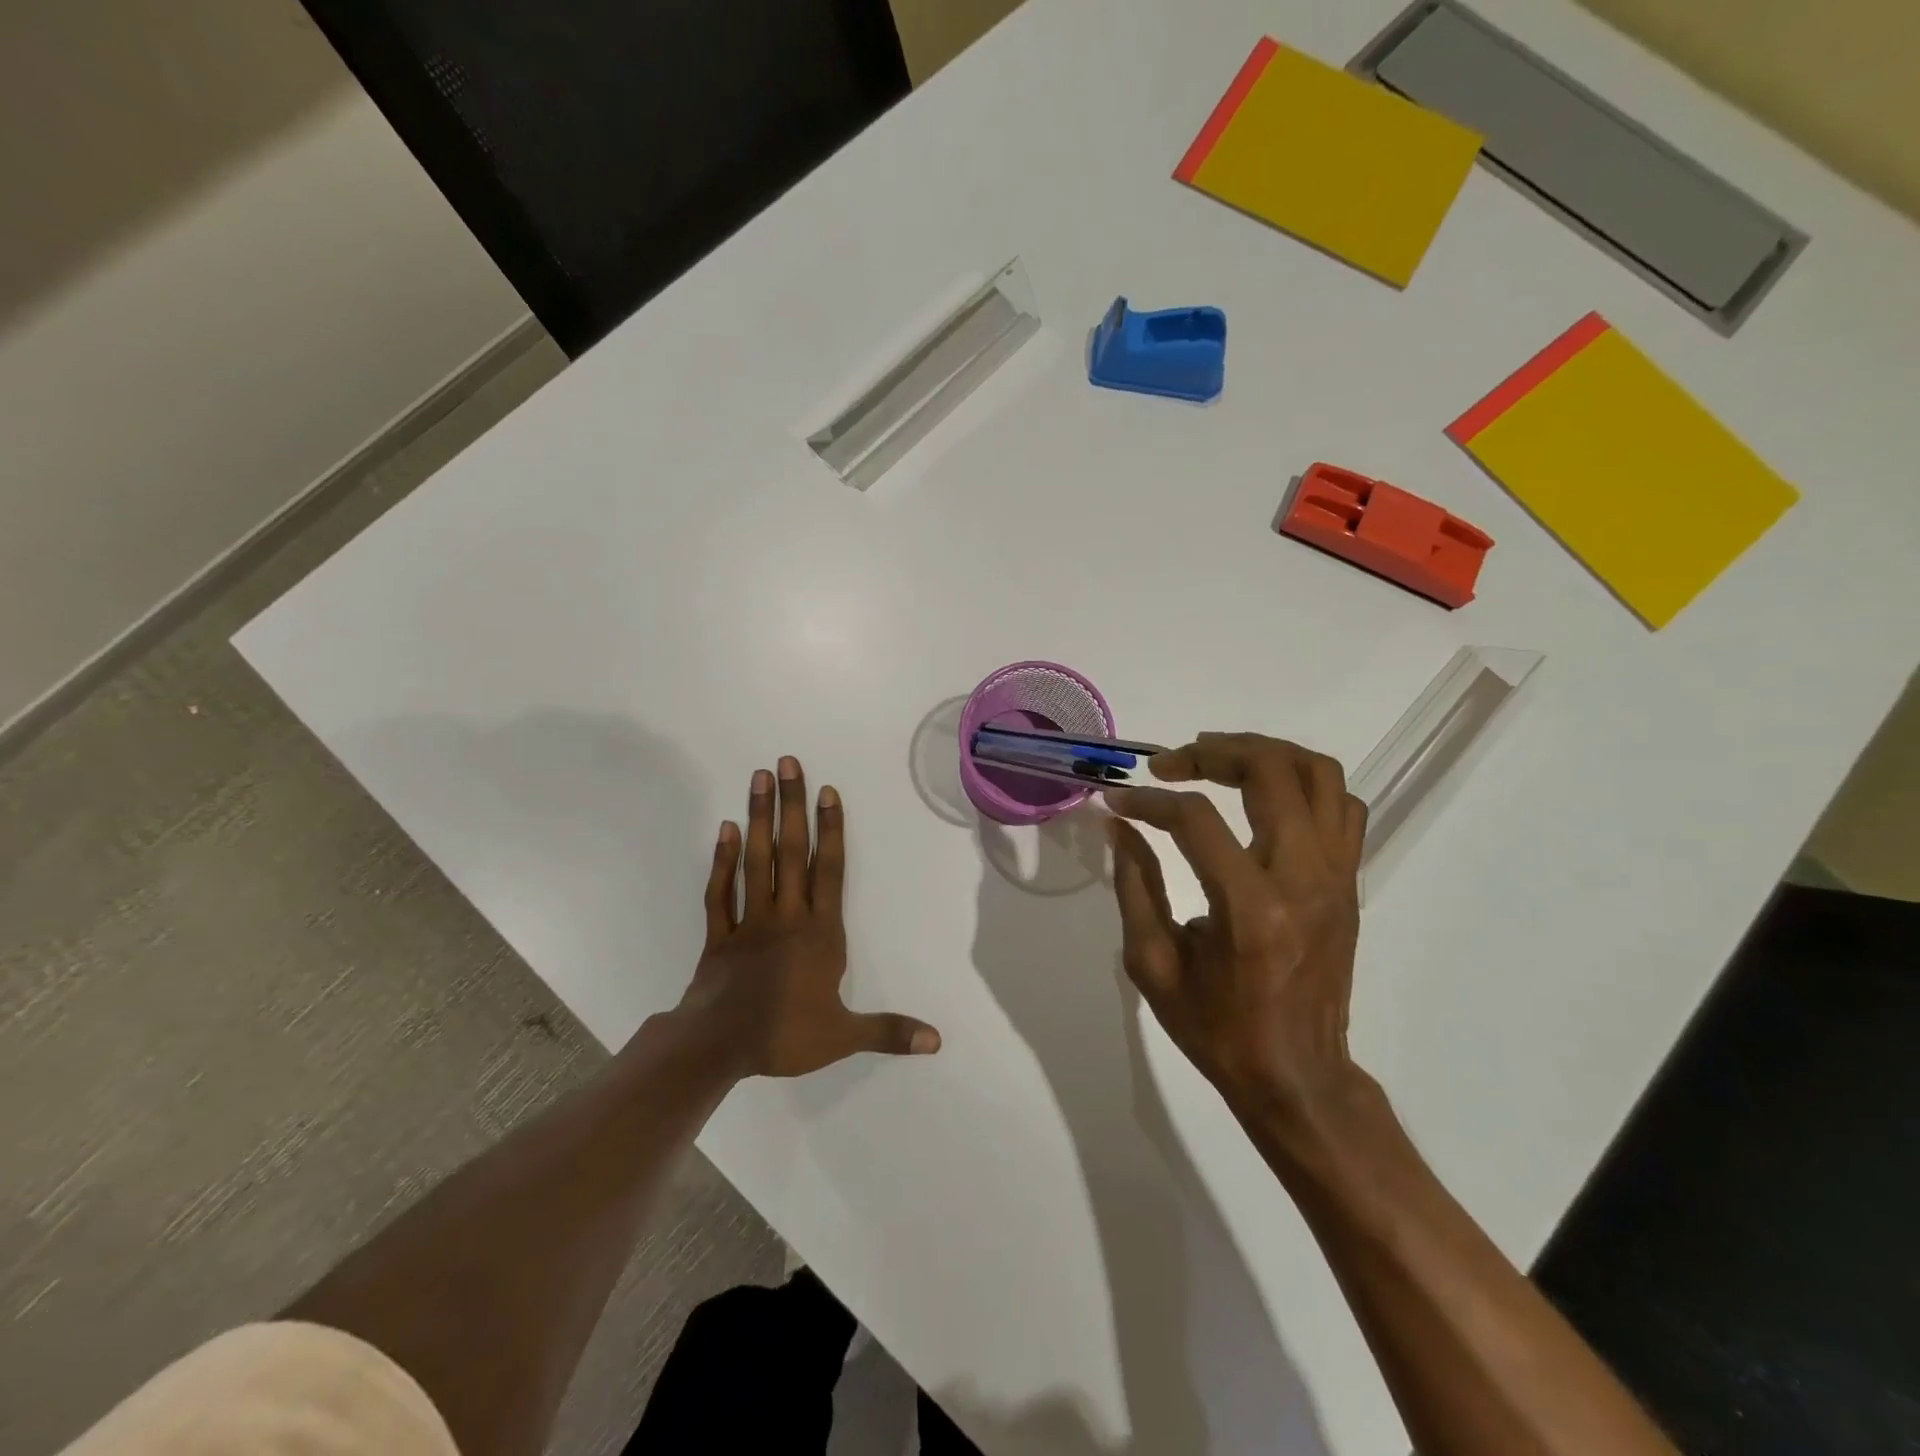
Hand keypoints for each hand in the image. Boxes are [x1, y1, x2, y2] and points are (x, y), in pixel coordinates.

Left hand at [677, 757, 940, 1077]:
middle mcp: (786, 915)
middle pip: (790, 852)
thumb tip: (937, 1041)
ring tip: (758, 778)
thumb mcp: (843, 1037)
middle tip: (785, 763)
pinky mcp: (719, 934)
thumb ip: (889, 1031)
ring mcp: (749, 921)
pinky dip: (722, 860)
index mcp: (819, 933)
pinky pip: (720, 891)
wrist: (717, 1047)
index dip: (830, 829)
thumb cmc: (784, 1036)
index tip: (826, 791)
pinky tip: (725, 829)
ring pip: (755, 861)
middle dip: (791, 806)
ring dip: (757, 818)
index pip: (830, 871)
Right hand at [1104, 733, 1366, 1129]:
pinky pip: (1342, 807)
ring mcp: (1336, 878)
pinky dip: (1303, 783)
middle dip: (1213, 752)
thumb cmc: (1217, 1029)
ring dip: (1265, 753)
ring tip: (1219, 758)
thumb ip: (1134, 885)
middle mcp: (1304, 880)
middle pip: (1271, 772)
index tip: (1118, 801)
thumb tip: (1121, 824)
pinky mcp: (1350, 883)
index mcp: (1250, 908)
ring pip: (1320, 775)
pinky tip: (1264, 796)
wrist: (1297, 1076)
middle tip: (1171, 761)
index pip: (1196, 819)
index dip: (1150, 801)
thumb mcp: (1153, 964)